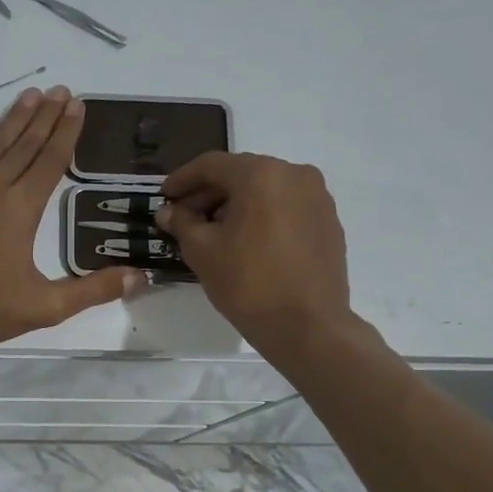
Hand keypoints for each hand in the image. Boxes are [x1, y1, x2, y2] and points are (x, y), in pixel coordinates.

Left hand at [0, 88, 142, 353]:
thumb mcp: (45, 308)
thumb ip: (93, 290)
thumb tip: (141, 277)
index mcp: (21, 209)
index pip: (51, 160)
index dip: (67, 132)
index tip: (78, 105)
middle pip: (25, 143)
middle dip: (46, 116)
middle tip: (62, 90)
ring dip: (15, 116)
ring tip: (33, 94)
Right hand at [156, 153, 355, 352]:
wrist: (308, 326)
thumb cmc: (248, 283)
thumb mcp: (202, 251)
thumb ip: (182, 223)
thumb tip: (169, 211)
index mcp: (262, 174)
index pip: (212, 165)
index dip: (183, 179)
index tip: (164, 195)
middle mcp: (295, 174)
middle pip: (241, 174)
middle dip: (210, 193)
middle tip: (184, 216)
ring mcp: (317, 198)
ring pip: (266, 191)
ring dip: (236, 205)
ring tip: (214, 232)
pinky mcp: (329, 222)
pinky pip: (286, 208)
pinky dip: (262, 216)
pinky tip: (246, 242)